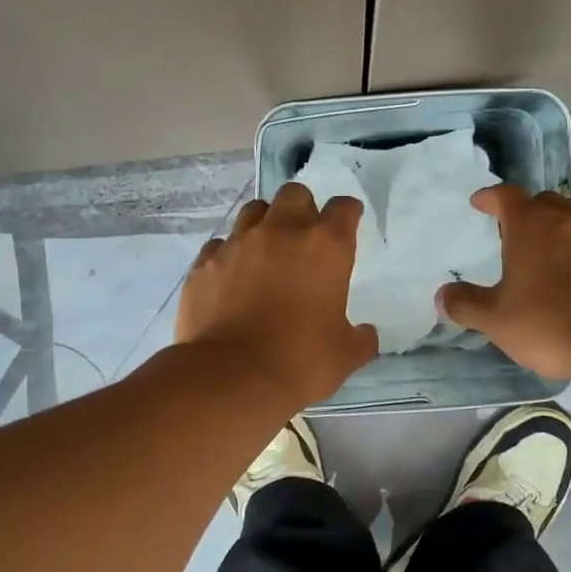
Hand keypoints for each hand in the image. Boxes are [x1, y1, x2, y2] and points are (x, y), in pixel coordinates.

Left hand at [176, 183, 377, 407]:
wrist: (231, 377)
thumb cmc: (301, 361)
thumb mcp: (345, 355)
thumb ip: (360, 338)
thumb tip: (366, 334)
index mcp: (325, 246)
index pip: (344, 208)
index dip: (348, 214)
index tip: (348, 224)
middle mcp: (281, 232)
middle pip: (294, 194)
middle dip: (303, 209)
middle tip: (304, 238)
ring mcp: (238, 244)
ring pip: (253, 211)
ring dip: (265, 224)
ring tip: (266, 252)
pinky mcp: (204, 263)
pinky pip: (220, 244)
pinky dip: (230, 254)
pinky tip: (232, 278)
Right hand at [438, 185, 570, 380]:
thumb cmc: (550, 321)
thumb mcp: (496, 319)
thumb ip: (466, 304)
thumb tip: (443, 295)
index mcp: (531, 224)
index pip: (505, 195)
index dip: (489, 198)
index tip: (479, 203)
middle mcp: (567, 219)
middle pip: (542, 203)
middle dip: (524, 213)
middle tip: (509, 234)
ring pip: (570, 222)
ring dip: (552, 233)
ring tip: (539, 258)